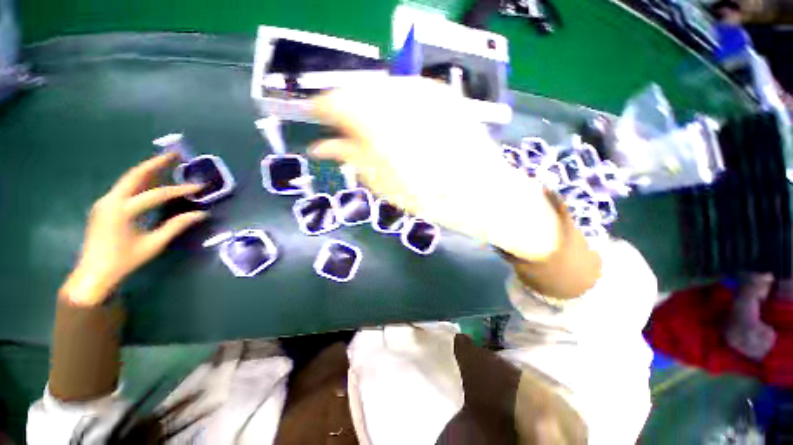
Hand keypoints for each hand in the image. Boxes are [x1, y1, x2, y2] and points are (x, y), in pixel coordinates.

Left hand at [61, 153, 208, 305]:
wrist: (93, 274)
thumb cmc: (124, 261)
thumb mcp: (153, 244)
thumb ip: (176, 226)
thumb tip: (201, 214)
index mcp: (123, 210)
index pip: (157, 194)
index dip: (180, 189)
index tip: (199, 186)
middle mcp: (111, 200)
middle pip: (136, 175)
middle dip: (157, 163)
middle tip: (176, 154)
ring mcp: (105, 201)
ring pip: (129, 179)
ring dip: (148, 170)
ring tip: (166, 162)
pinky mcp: (104, 206)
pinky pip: (125, 188)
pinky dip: (140, 181)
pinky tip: (151, 181)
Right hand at [311, 77, 559, 259]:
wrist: (482, 193)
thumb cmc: (429, 198)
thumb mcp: (382, 184)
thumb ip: (349, 157)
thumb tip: (321, 146)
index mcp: (376, 121)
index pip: (334, 100)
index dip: (320, 109)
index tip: (315, 119)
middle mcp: (399, 95)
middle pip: (358, 91)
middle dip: (347, 110)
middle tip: (346, 132)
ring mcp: (425, 90)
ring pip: (382, 88)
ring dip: (371, 108)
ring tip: (375, 133)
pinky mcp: (443, 94)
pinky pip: (406, 91)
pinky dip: (395, 105)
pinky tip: (401, 126)